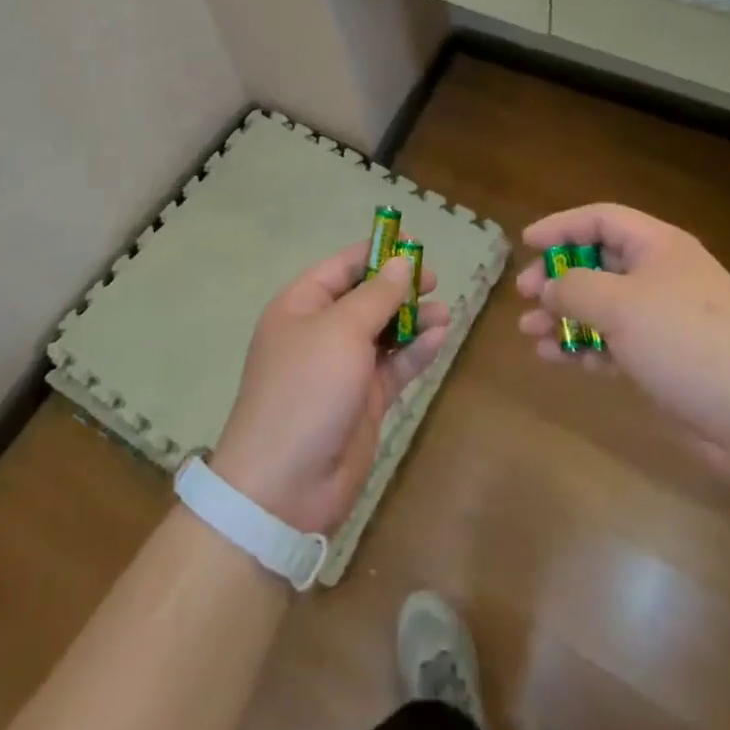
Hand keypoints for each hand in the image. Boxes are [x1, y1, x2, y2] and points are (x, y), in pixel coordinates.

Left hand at [213, 245, 448, 533]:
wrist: (285, 486)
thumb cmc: (306, 390)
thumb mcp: (341, 331)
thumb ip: (376, 296)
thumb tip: (402, 263)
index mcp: (301, 306)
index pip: (342, 267)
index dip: (377, 252)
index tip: (413, 243)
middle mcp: (321, 332)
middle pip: (366, 298)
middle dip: (399, 287)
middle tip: (434, 280)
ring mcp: (343, 369)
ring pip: (385, 332)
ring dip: (414, 320)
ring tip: (444, 312)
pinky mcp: (364, 401)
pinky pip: (394, 366)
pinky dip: (416, 352)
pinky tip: (440, 339)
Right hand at [516, 205, 729, 475]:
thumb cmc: (686, 342)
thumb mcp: (620, 305)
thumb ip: (573, 288)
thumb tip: (547, 286)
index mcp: (658, 246)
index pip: (601, 218)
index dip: (560, 226)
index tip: (526, 243)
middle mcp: (661, 275)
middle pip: (598, 262)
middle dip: (558, 277)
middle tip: (524, 295)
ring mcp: (664, 319)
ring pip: (602, 306)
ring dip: (564, 316)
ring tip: (529, 334)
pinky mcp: (665, 359)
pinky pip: (614, 342)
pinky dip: (585, 346)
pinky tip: (558, 360)